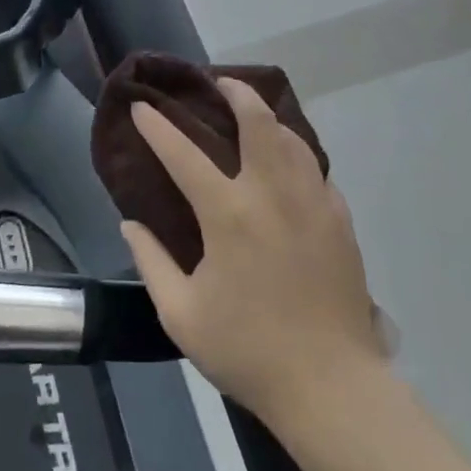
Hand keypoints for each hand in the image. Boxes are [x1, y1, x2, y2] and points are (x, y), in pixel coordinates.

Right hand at [121, 79, 385, 424]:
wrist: (332, 386)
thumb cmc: (248, 350)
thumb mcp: (181, 315)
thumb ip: (151, 262)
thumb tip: (130, 222)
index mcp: (229, 214)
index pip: (183, 154)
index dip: (157, 127)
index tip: (142, 107)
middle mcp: (272, 195)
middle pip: (258, 123)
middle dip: (237, 93)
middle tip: (220, 83)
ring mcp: (312, 203)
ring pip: (292, 139)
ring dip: (270, 118)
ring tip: (254, 114)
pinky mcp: (340, 220)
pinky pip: (316, 170)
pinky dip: (297, 154)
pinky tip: (289, 164)